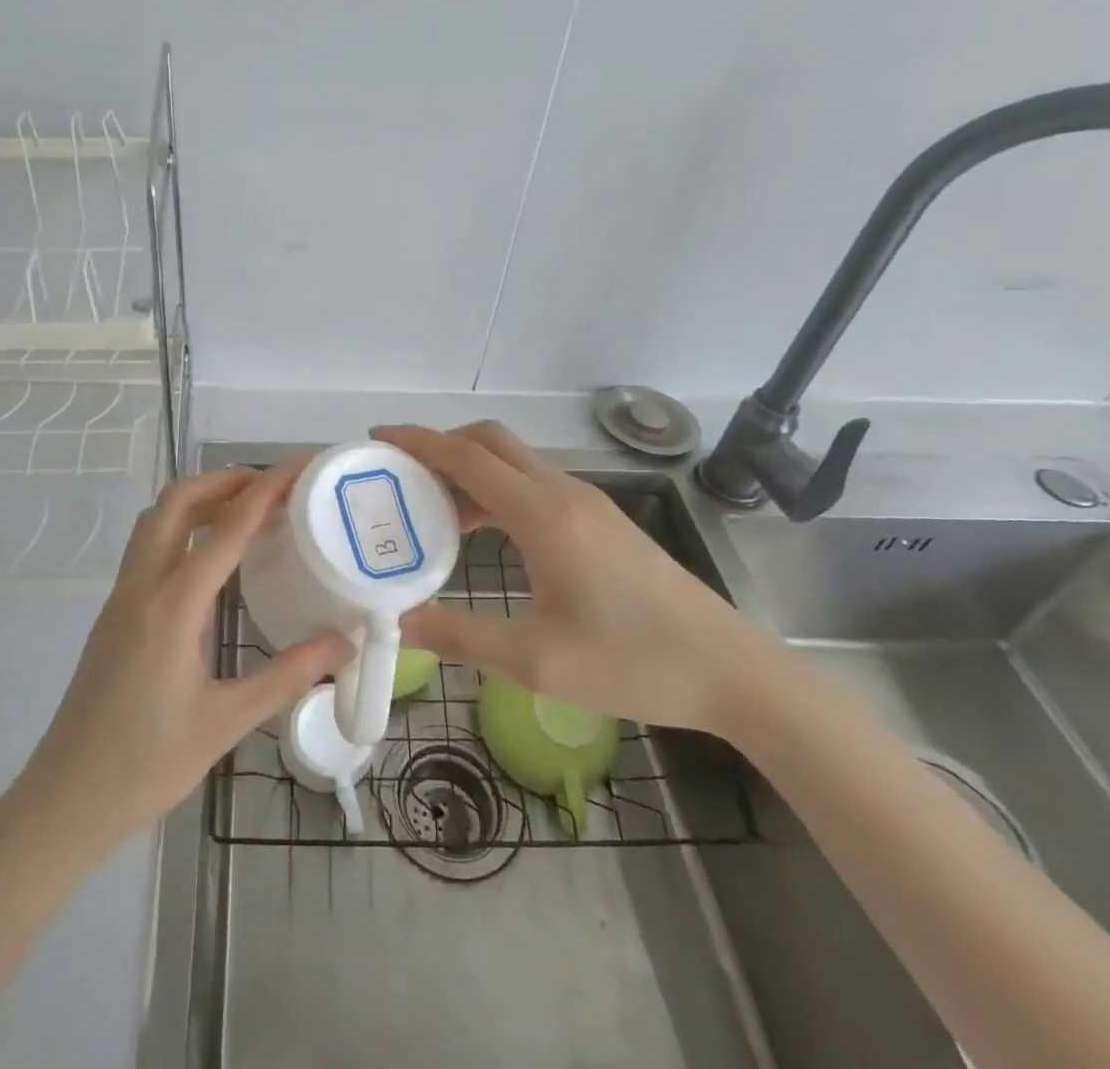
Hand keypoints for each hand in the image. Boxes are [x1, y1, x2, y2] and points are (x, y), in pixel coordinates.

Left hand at [14, 461, 350, 853]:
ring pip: (155, 519)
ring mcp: (121, 596)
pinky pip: (148, 546)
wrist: (66, 800)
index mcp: (172, 607)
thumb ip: (287, 676)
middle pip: (176, 502)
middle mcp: (142, 586)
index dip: (265, 492)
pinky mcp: (115, 612)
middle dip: (224, 481)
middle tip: (272, 488)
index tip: (298, 469)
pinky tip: (211, 556)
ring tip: (246, 510)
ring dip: (199, 500)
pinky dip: (182, 526)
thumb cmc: (147, 765)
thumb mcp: (226, 723)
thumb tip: (344, 643)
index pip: (225, 529)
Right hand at [374, 423, 777, 734]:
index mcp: (543, 515)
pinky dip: (497, 489)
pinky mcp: (602, 520)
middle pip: (491, 442)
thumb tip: (402, 623)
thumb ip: (461, 637)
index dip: (419, 442)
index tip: (379, 438)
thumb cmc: (633, 662)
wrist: (731, 671)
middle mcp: (563, 494)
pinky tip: (483, 530)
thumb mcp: (536, 660)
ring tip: (431, 507)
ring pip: (515, 461)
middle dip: (441, 446)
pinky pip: (535, 484)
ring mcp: (588, 504)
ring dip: (470, 470)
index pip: (467, 457)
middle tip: (401, 474)